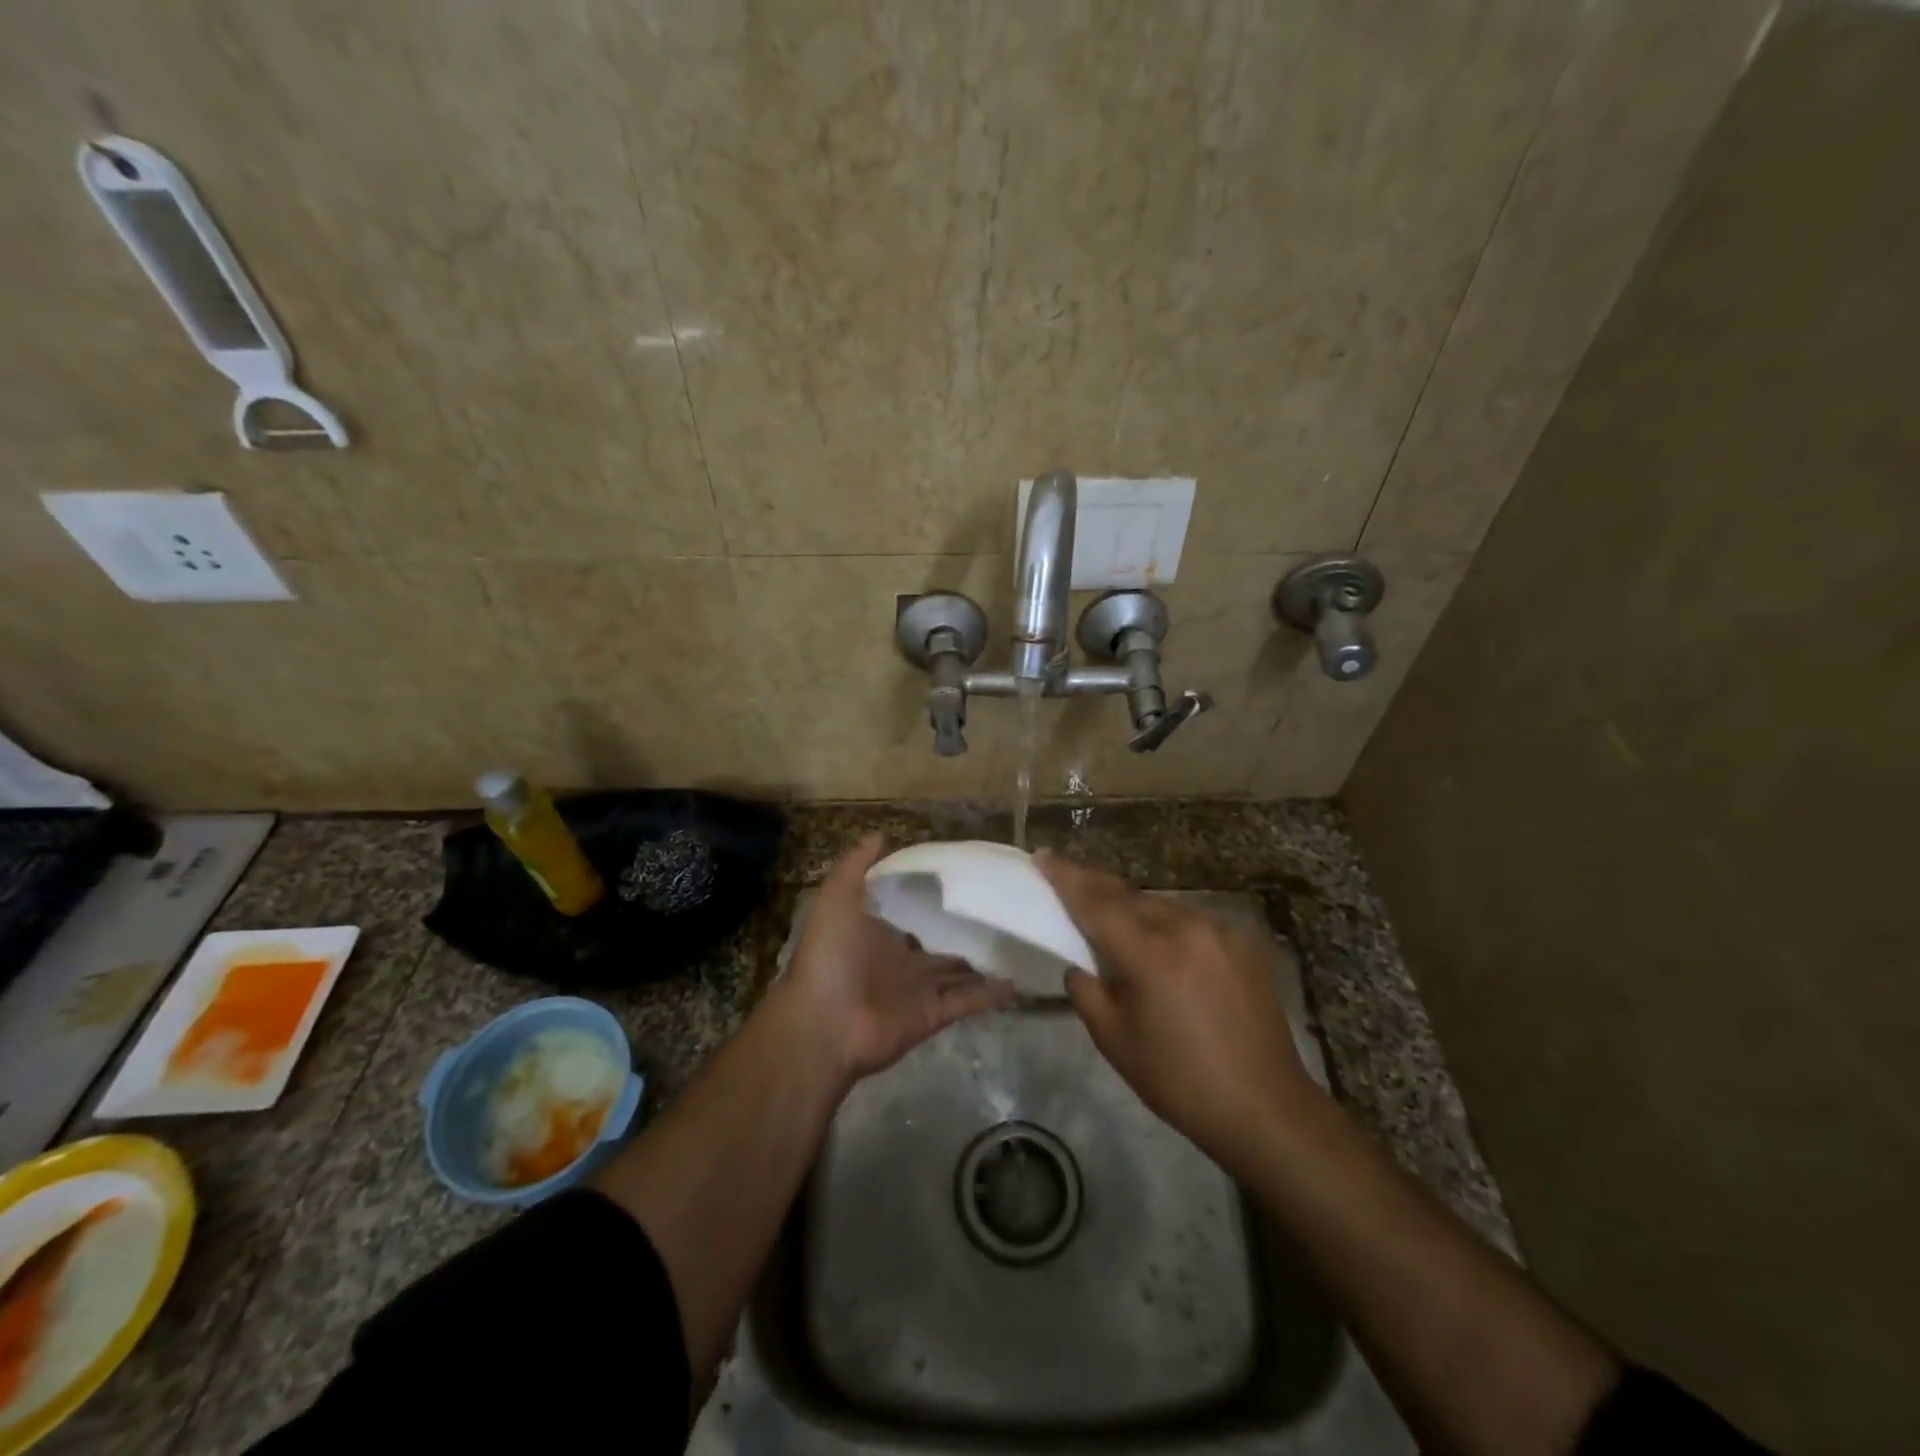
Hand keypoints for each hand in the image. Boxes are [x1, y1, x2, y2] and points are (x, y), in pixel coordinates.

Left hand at [777, 834, 1016, 1084]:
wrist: (824, 1024)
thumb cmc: (829, 957)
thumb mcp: (836, 899)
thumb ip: (855, 866)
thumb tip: (881, 835)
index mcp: (876, 937)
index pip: (909, 918)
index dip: (930, 904)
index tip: (960, 884)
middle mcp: (900, 964)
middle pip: (938, 948)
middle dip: (962, 936)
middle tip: (998, 914)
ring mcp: (918, 993)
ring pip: (958, 975)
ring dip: (983, 964)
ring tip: (1016, 944)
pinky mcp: (932, 1016)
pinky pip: (967, 1002)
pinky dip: (990, 994)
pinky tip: (1017, 980)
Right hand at [1037, 851, 1314, 1165]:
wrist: (1266, 1109)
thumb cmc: (1181, 1082)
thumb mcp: (1115, 1041)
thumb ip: (1087, 991)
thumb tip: (1080, 965)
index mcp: (1152, 953)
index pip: (1097, 903)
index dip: (1066, 878)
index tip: (1042, 856)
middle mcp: (1188, 928)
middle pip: (1129, 896)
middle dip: (1095, 886)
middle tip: (1067, 879)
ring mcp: (1221, 932)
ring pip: (1161, 906)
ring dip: (1132, 908)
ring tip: (1111, 919)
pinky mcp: (1243, 943)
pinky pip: (1191, 922)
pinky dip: (1166, 926)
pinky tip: (1160, 946)